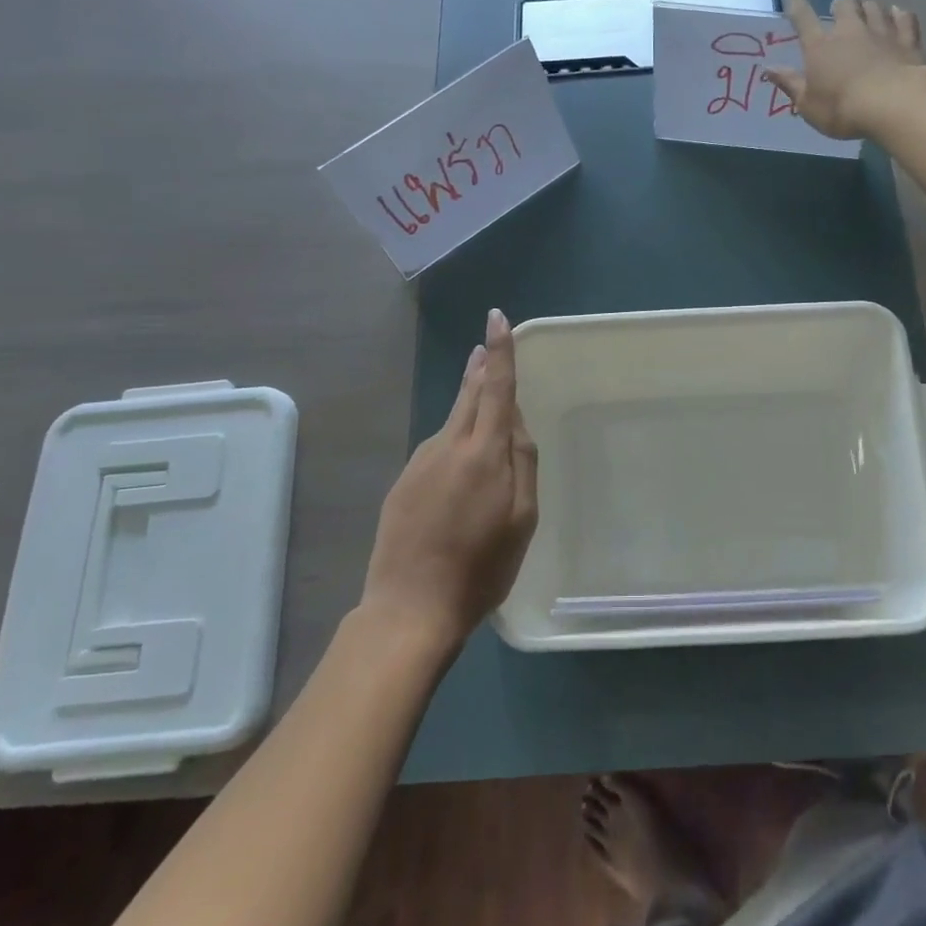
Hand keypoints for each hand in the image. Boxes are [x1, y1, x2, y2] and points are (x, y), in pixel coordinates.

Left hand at [361, 308, 538, 646]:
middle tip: (485, 347)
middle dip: (480, 368)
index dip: (500, 352)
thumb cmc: (480, 568)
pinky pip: (436, 450)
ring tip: (483, 407)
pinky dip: (453, 443)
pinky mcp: (402, 483)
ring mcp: (419, 463)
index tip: (496, 317)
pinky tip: (459, 468)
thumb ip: (523, 463)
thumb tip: (516, 422)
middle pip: (468, 395)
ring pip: (451, 422)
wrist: (409, 608)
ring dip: (468, 406)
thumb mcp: (522, 520)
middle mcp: (448, 446)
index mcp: (483, 453)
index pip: (496, 388)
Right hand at [763, 0, 925, 139]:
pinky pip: (904, 18)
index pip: (804, 18)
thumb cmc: (842, 110)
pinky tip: (898, 15)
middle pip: (845, 3)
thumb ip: (790, 84)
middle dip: (841, 3)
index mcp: (820, 47)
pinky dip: (899, 15)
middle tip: (840, 11)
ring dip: (868, 8)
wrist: (893, 105)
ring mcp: (881, 32)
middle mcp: (850, 31)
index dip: (797, 2)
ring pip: (874, 6)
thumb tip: (768, 69)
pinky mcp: (907, 40)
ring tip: (868, 14)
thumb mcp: (808, 105)